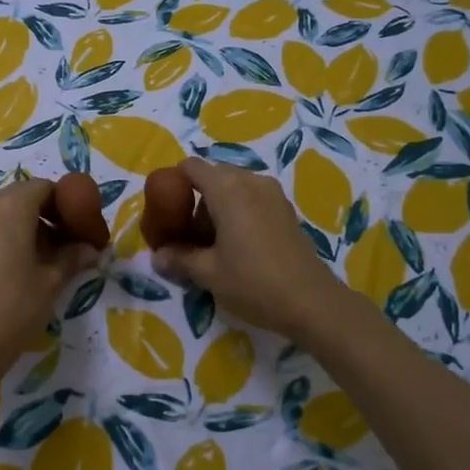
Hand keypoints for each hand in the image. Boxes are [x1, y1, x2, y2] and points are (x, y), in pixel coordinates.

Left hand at [0, 178, 99, 387]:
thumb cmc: (15, 308)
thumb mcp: (52, 281)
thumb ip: (74, 256)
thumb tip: (93, 248)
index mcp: (11, 207)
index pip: (46, 188)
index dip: (68, 203)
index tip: (83, 226)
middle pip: (24, 196)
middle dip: (49, 212)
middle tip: (70, 240)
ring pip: (6, 211)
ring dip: (30, 224)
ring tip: (50, 255)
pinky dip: (9, 234)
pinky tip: (23, 263)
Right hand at [151, 158, 348, 342]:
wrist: (312, 302)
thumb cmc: (253, 283)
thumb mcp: (208, 273)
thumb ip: (180, 259)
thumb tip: (157, 257)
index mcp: (228, 189)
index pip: (192, 167)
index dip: (174, 183)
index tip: (166, 211)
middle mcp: (251, 181)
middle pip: (213, 176)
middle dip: (196, 199)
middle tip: (187, 234)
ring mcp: (273, 194)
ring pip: (234, 188)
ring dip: (218, 208)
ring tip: (212, 244)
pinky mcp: (286, 210)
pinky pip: (252, 199)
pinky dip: (238, 213)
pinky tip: (237, 246)